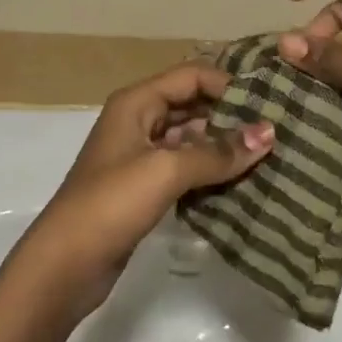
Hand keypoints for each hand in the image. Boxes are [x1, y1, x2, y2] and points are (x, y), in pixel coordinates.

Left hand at [15, 63, 274, 316]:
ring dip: (223, 146)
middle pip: (192, 105)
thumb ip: (217, 151)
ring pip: (190, 139)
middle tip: (277, 130)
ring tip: (268, 156)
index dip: (228, 84)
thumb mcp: (166, 170)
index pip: (191, 76)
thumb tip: (269, 133)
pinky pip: (185, 168)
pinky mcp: (144, 188)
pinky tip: (241, 183)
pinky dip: (210, 172)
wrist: (65, 265)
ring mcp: (140, 156)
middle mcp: (138, 120)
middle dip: (230, 115)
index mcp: (136, 102)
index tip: (269, 101)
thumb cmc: (111, 203)